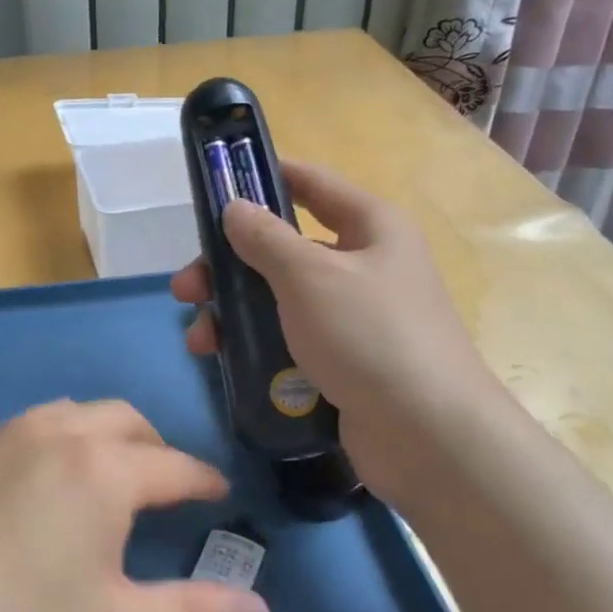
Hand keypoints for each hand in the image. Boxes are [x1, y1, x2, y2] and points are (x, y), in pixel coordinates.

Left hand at [0, 400, 271, 611]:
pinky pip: (20, 433)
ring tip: (103, 482)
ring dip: (98, 438)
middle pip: (120, 420)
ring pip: (65, 416)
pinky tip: (34, 493)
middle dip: (153, 447)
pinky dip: (49, 447)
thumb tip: (262, 611)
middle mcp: (48, 435)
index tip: (219, 494)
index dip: (203, 481)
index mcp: (98, 468)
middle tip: (164, 487)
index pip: (172, 465)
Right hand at [170, 160, 498, 498]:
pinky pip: (290, 339)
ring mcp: (354, 317)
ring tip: (199, 339)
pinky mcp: (343, 361)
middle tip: (186, 289)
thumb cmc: (369, 336)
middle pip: (283, 250)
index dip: (264, 176)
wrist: (427, 434)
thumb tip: (235, 208)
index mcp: (371, 227)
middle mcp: (365, 265)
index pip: (311, 183)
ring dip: (234, 313)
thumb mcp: (309, 277)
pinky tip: (225, 362)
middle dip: (230, 266)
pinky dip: (256, 345)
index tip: (216, 183)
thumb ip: (265, 238)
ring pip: (279, 300)